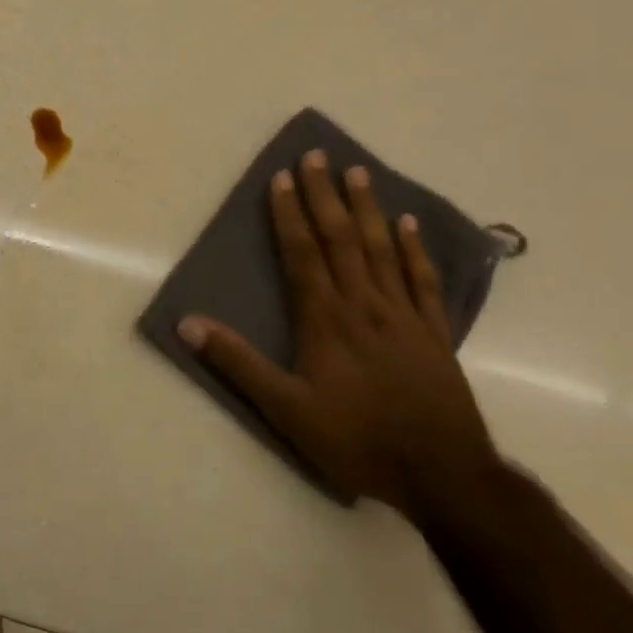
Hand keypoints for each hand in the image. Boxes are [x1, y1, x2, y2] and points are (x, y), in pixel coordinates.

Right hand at [177, 150, 499, 520]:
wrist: (444, 477)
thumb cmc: (358, 440)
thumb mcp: (286, 410)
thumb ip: (238, 363)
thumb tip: (188, 323)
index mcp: (326, 319)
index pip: (302, 253)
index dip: (289, 214)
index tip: (281, 177)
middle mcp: (364, 304)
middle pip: (341, 239)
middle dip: (325, 195)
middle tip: (317, 155)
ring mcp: (403, 316)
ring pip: (382, 249)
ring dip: (367, 209)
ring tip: (358, 172)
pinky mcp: (435, 333)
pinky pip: (423, 281)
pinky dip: (415, 250)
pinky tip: (408, 224)